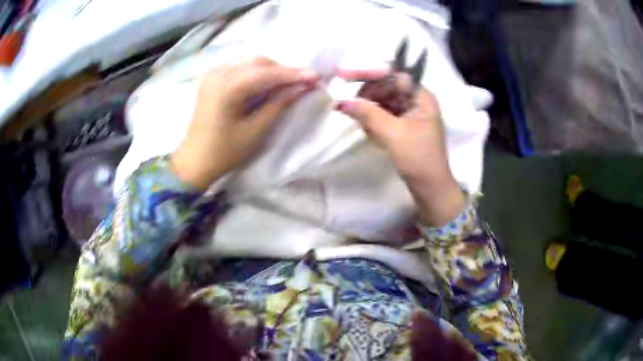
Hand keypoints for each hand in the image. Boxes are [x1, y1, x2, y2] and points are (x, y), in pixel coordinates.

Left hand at [171, 57, 318, 189]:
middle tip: (304, 81)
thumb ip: (278, 104)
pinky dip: (258, 72)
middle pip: (259, 62)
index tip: (316, 77)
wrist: (194, 160)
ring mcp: (213, 73)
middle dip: (283, 70)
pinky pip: (241, 67)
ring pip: (251, 62)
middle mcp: (218, 73)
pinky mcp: (212, 77)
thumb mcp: (255, 130)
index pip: (267, 74)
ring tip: (290, 82)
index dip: (293, 74)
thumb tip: (302, 87)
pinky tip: (269, 82)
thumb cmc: (224, 152)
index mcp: (227, 87)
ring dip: (272, 70)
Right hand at [336, 69, 464, 225]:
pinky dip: (374, 118)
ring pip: (384, 100)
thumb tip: (341, 101)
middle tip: (347, 102)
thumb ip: (367, 114)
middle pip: (387, 85)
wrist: (430, 188)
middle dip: (367, 93)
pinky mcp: (404, 125)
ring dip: (368, 107)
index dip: (369, 72)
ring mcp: (411, 113)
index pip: (393, 75)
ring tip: (356, 117)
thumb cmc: (418, 159)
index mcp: (421, 97)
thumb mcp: (392, 134)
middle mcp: (417, 100)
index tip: (344, 75)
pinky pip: (385, 113)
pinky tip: (367, 128)